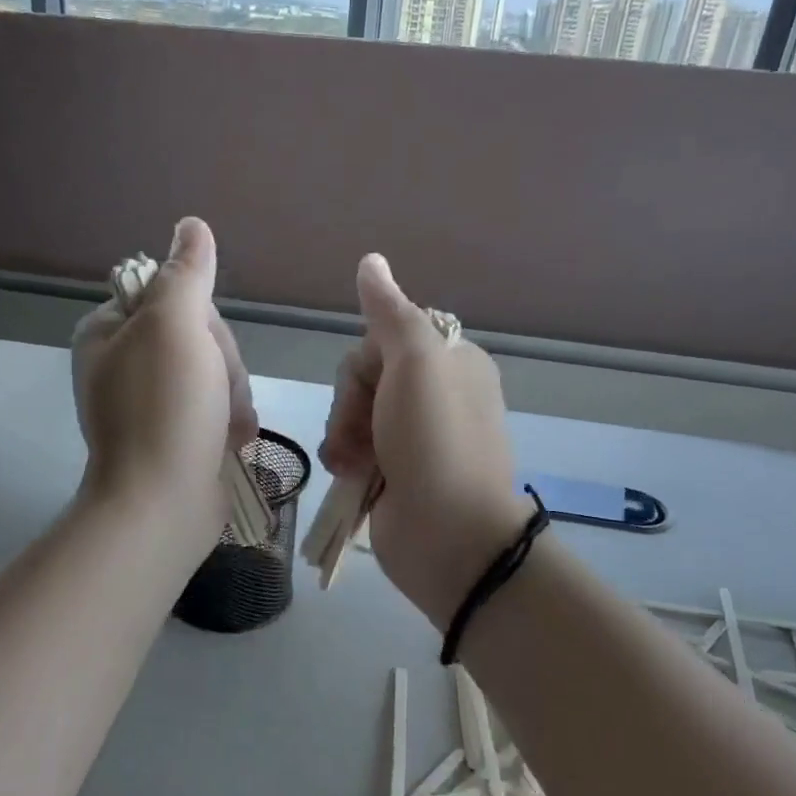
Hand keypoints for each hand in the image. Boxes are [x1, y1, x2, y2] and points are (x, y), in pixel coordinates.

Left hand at [72, 217, 256, 523]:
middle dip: (222, 364)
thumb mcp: (174, 326)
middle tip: (216, 392)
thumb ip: (185, 273)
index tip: (201, 347)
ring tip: (226, 426)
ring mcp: (152, 403)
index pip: (171, 295)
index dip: (201, 319)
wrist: (164, 504)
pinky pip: (218, 407)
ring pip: (217, 372)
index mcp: (108, 332)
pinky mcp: (177, 434)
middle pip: (199, 336)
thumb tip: (191, 225)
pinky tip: (231, 440)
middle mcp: (125, 364)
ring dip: (232, 395)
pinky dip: (231, 421)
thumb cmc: (165, 408)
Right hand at [318, 254, 526, 627]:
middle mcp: (434, 395)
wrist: (448, 535)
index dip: (366, 363)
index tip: (375, 386)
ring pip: (353, 414)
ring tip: (353, 465)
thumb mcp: (416, 363)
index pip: (385, 339)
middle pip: (364, 377)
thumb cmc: (435, 441)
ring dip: (344, 435)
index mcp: (451, 362)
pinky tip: (349, 477)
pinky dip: (345, 460)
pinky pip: (353, 449)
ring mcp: (413, 438)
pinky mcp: (394, 473)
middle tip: (363, 434)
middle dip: (352, 404)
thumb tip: (370, 261)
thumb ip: (390, 312)